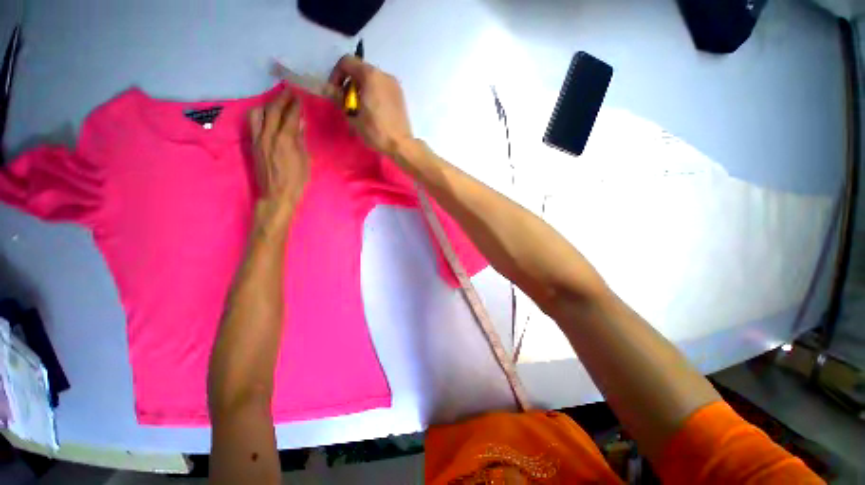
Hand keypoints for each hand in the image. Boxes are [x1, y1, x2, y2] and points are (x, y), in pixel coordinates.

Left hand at [248, 89, 309, 220]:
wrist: (276, 194)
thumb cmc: (297, 180)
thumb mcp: (305, 160)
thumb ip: (300, 139)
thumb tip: (299, 122)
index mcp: (285, 139)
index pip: (290, 116)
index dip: (294, 105)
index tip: (298, 96)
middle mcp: (268, 134)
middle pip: (273, 110)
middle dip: (281, 99)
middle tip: (288, 92)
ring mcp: (258, 138)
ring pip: (258, 113)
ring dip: (267, 105)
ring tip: (275, 104)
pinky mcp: (252, 144)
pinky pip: (253, 123)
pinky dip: (260, 115)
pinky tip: (266, 117)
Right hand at [328, 56, 412, 155]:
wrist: (401, 145)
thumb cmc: (376, 131)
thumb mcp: (353, 116)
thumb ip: (338, 98)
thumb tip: (326, 88)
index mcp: (370, 75)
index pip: (347, 62)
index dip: (336, 75)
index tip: (335, 92)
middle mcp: (384, 75)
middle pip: (360, 70)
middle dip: (350, 84)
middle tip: (347, 103)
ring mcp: (394, 85)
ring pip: (372, 80)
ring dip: (361, 90)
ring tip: (360, 109)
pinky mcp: (400, 95)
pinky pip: (382, 88)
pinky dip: (373, 94)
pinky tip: (373, 111)